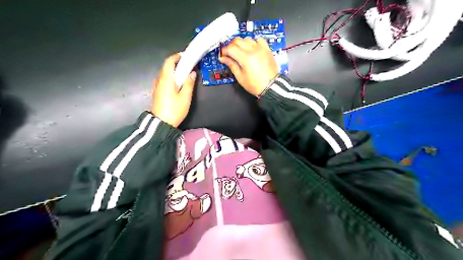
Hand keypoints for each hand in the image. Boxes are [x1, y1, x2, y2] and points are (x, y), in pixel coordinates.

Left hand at [152, 54, 195, 127]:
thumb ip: (189, 83)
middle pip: (167, 67)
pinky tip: (178, 84)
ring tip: (185, 75)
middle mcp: (159, 80)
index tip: (186, 56)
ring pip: (165, 74)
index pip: (169, 61)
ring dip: (175, 71)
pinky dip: (172, 78)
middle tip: (188, 66)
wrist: (161, 124)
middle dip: (177, 64)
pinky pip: (164, 80)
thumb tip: (192, 73)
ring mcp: (157, 86)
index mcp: (166, 79)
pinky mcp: (158, 92)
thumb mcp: (185, 97)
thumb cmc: (174, 110)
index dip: (177, 56)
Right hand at [218, 36, 276, 96]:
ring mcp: (261, 49)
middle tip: (229, 53)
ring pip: (247, 39)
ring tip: (239, 51)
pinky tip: (252, 48)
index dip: (224, 51)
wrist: (271, 86)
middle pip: (237, 40)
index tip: (223, 55)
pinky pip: (259, 40)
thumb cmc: (256, 85)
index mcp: (245, 58)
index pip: (230, 48)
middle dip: (231, 46)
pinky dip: (253, 42)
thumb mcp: (240, 77)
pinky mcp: (267, 50)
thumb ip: (231, 65)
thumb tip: (224, 59)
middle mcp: (253, 50)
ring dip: (241, 43)